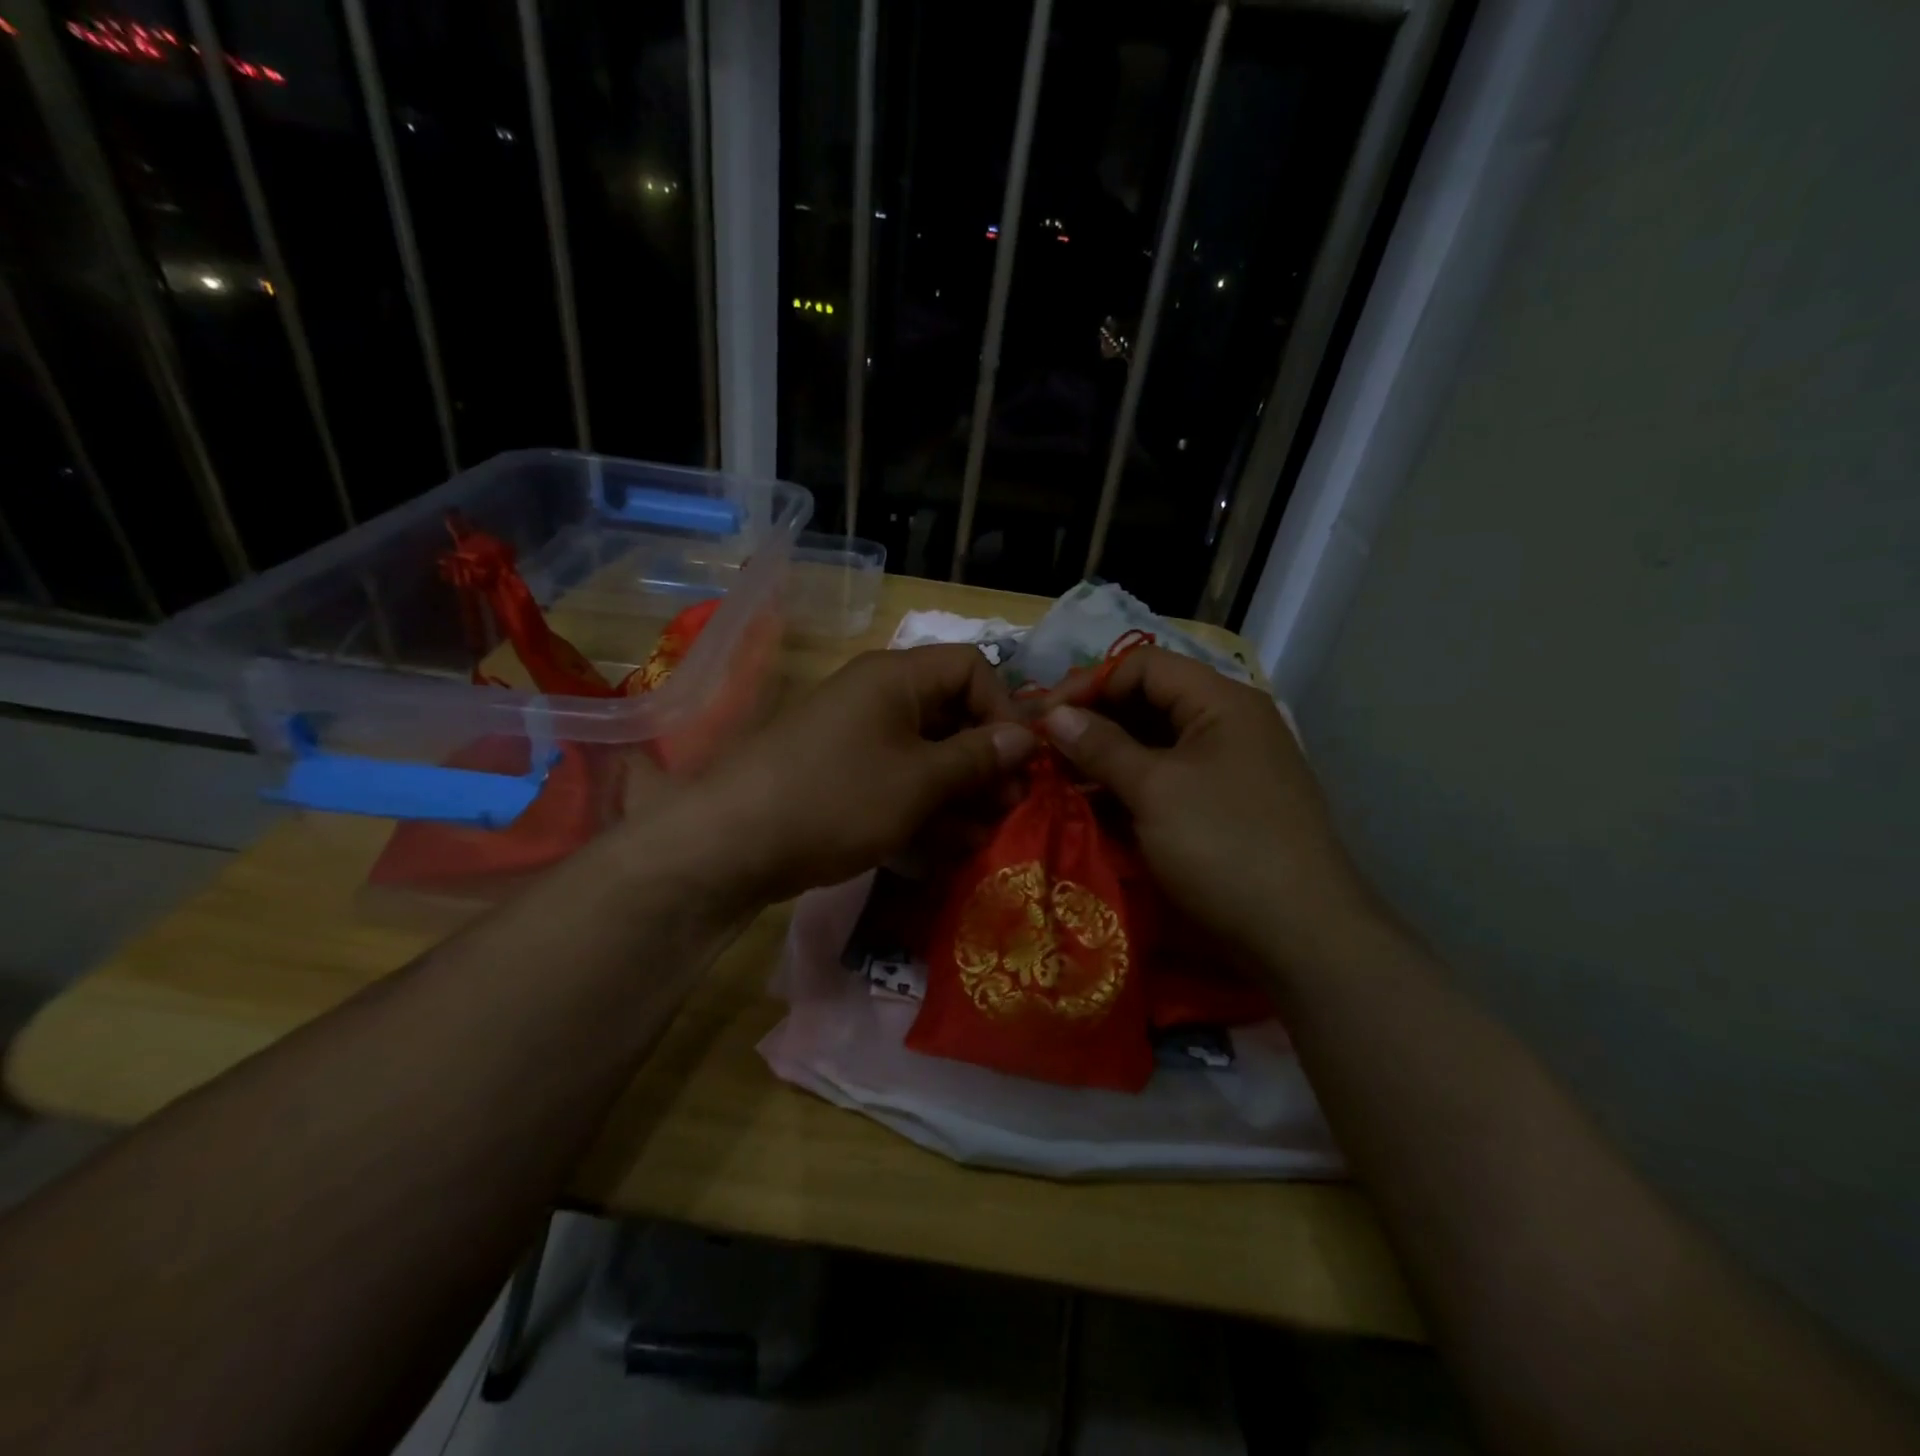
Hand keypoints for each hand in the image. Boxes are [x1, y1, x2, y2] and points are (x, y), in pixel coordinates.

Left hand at [689, 644, 1034, 907]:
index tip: (1019, 760)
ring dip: (962, 791)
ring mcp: (858, 739)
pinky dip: (925, 808)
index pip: (971, 668)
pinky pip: (897, 782)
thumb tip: (1027, 735)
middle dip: (986, 760)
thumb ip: (977, 757)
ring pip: (927, 755)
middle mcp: (879, 698)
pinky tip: (947, 846)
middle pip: (952, 714)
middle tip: (1011, 805)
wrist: (733, 844)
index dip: (1003, 708)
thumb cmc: (838, 798)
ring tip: (985, 833)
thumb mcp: (919, 779)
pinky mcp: (844, 778)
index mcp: (897, 677)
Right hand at [1040, 647, 1374, 963]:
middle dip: (1094, 721)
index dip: (1090, 683)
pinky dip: (1130, 786)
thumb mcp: (1154, 790)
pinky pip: (1168, 780)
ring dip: (1107, 757)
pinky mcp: (1224, 807)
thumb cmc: (1224, 845)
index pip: (1143, 665)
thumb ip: (1101, 745)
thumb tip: (1054, 714)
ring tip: (1061, 780)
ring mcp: (1229, 767)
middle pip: (1149, 701)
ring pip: (1156, 744)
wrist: (1301, 935)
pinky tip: (1096, 805)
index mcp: (1221, 702)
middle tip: (1046, 750)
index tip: (1045, 718)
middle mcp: (1228, 724)